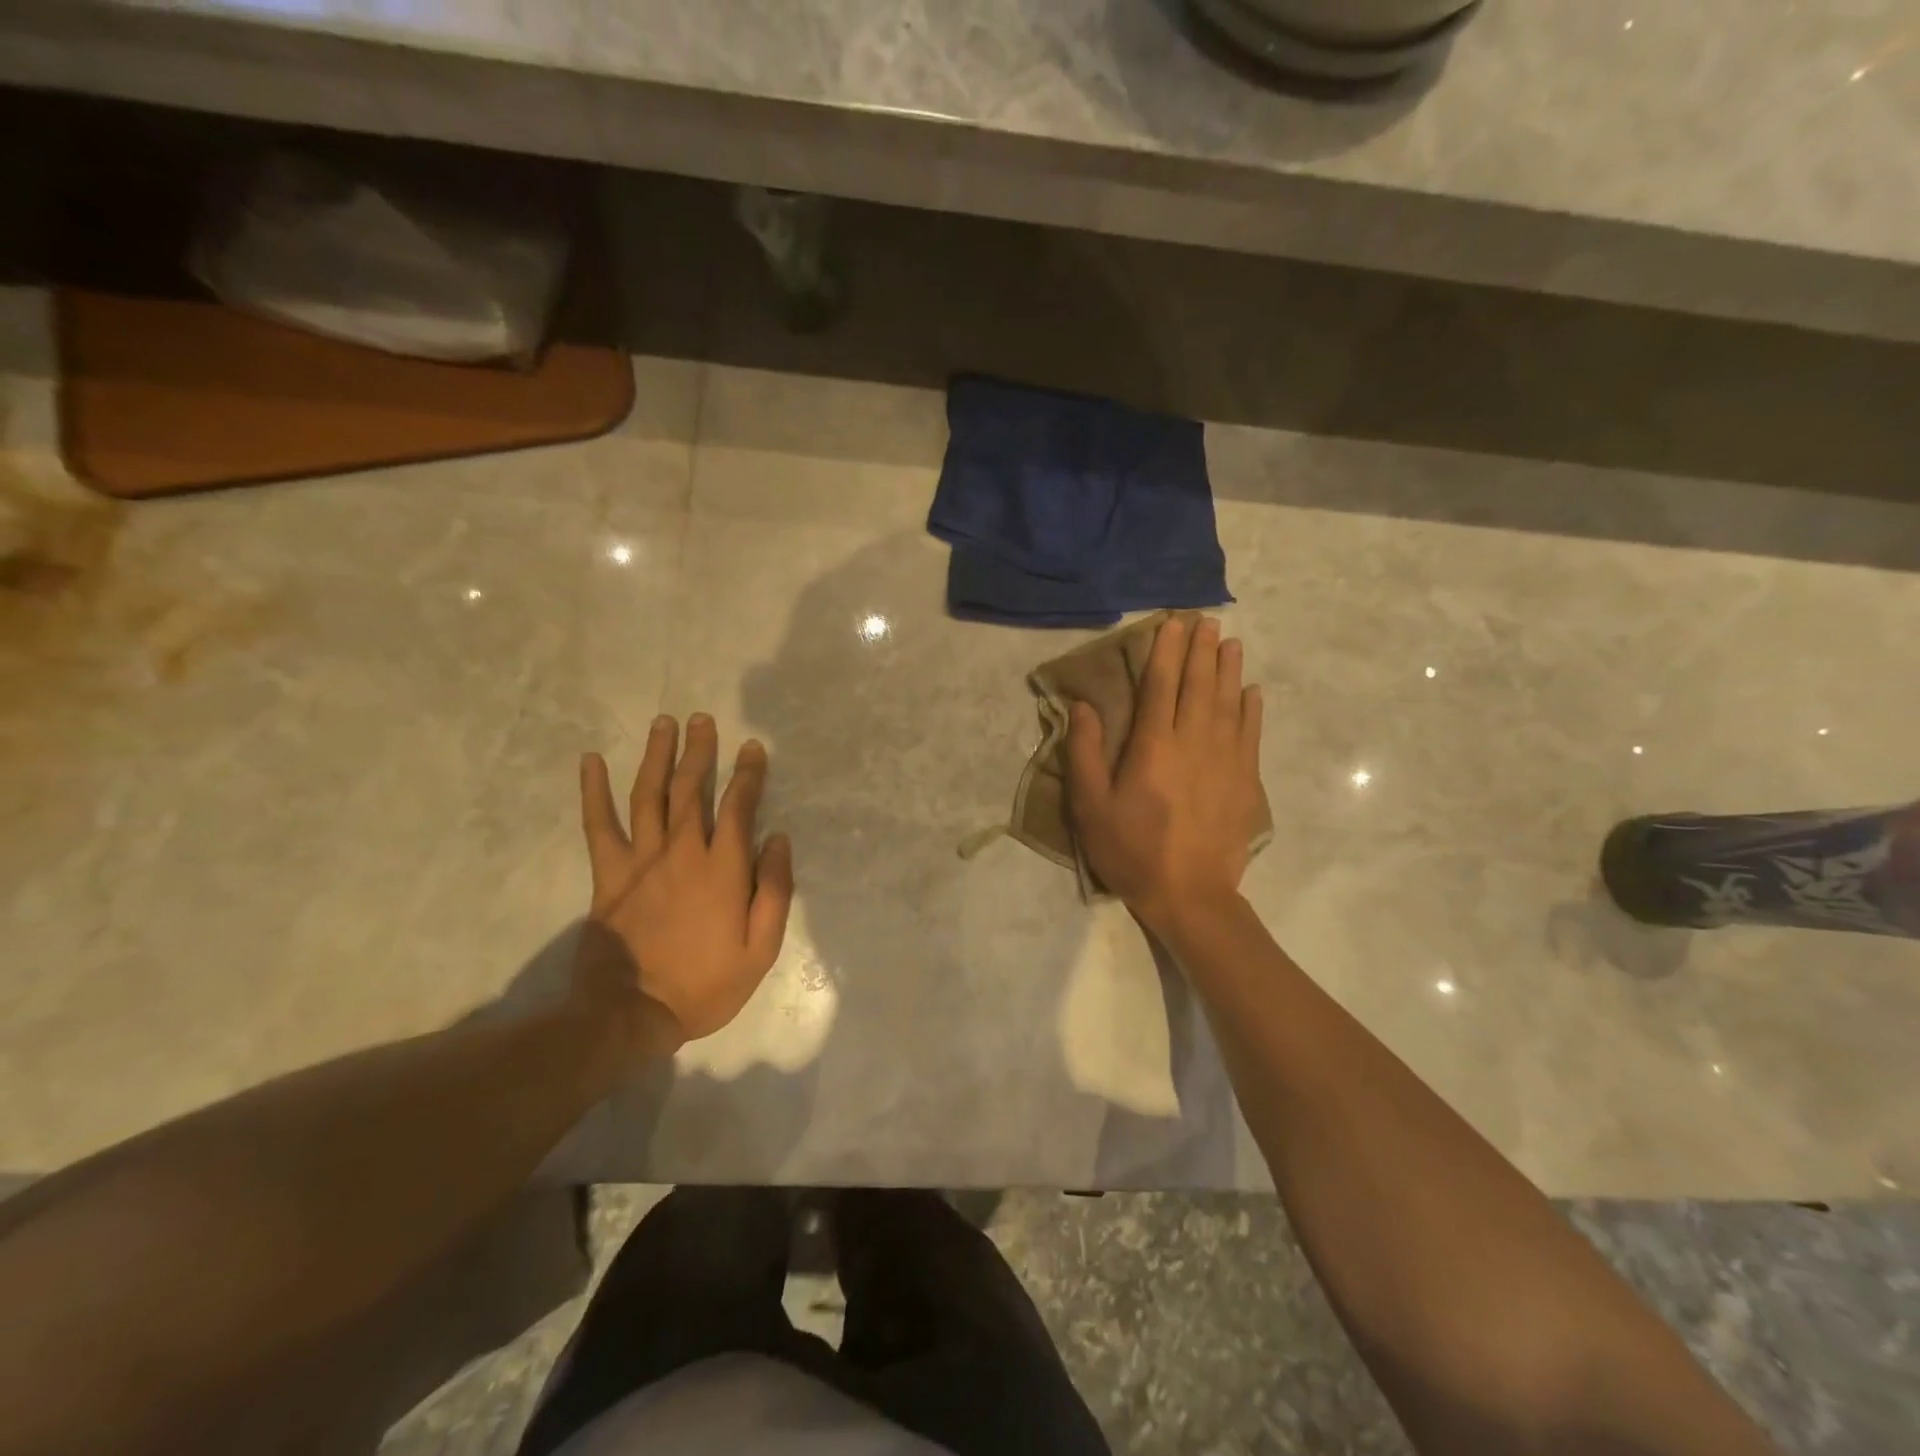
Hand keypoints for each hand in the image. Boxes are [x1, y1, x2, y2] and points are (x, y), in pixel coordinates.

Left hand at [574, 713, 794, 1054]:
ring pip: (649, 795)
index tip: (752, 748)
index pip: (738, 806)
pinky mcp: (608, 875)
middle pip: (690, 789)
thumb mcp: (760, 949)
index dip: (747, 773)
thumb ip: (775, 890)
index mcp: (722, 869)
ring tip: (663, 724)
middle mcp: (682, 852)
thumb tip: (779, 839)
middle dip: (699, 751)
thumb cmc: (705, 984)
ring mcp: (640, 860)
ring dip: (657, 756)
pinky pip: (599, 825)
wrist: (630, 1015)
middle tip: (702, 720)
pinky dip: (593, 791)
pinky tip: (591, 761)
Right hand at [1065, 616, 1263, 937]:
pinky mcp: (1245, 780)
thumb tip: (1084, 706)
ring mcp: (1225, 759)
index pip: (1161, 685)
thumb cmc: (1132, 849)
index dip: (1165, 651)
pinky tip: (1252, 691)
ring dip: (1228, 669)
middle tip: (1205, 621)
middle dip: (1200, 650)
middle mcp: (1193, 741)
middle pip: (1199, 685)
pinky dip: (1252, 708)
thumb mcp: (1090, 806)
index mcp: (1153, 745)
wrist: (1190, 894)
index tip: (1172, 623)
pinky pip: (1251, 733)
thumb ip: (1084, 753)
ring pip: (1228, 702)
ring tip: (1229, 642)